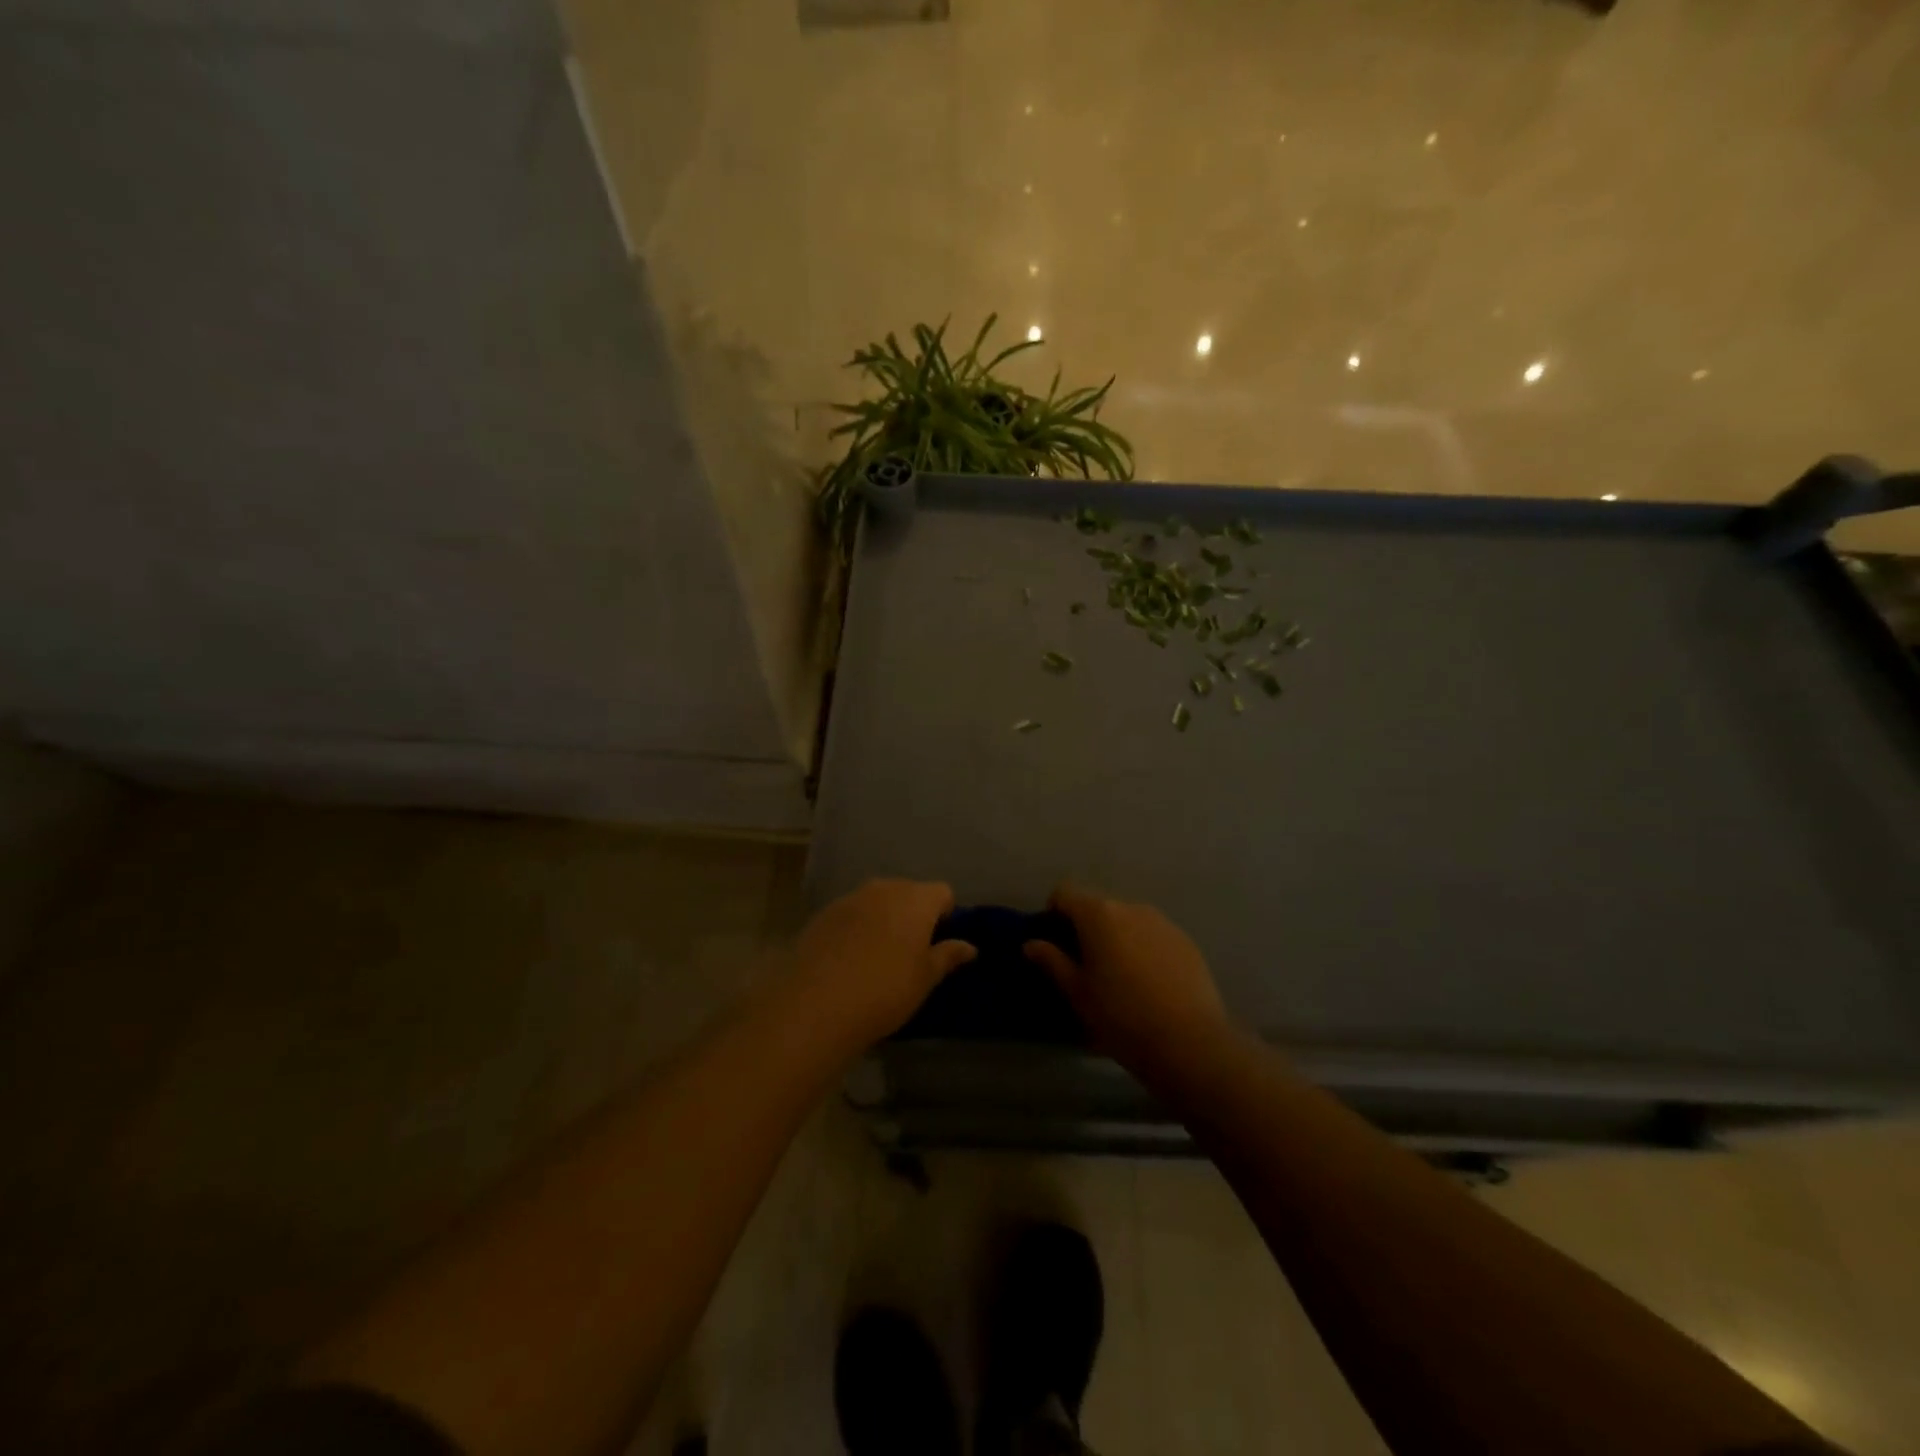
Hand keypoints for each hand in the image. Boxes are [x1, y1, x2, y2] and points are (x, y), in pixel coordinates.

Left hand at [790, 879, 976, 1048]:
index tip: (938, 943)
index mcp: (916, 899)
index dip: (945, 915)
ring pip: (878, 900)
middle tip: (911, 951)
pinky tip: (849, 958)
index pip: (943, 892)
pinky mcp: (823, 913)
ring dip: (883, 918)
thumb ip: (948, 956)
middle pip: (909, 891)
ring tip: (878, 956)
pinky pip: (851, 913)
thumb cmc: (885, 991)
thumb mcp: (925, 978)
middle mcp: (884, 888)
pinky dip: (856, 927)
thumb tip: (969, 946)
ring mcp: (850, 898)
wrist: (816, 1004)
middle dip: (914, 914)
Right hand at [1024, 881, 1229, 1070]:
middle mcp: (1130, 907)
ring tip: (1120, 978)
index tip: (1055, 944)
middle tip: (1085, 967)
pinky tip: (1149, 985)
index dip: (1053, 913)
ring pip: (1127, 921)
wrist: (1189, 1043)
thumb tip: (1031, 943)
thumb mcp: (1077, 993)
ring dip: (1117, 938)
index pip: (1064, 893)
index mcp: (1098, 914)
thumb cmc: (1121, 1016)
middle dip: (1086, 929)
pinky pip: (1153, 935)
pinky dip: (1144, 949)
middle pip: (1098, 906)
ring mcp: (1162, 922)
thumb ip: (1052, 961)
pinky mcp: (1186, 941)